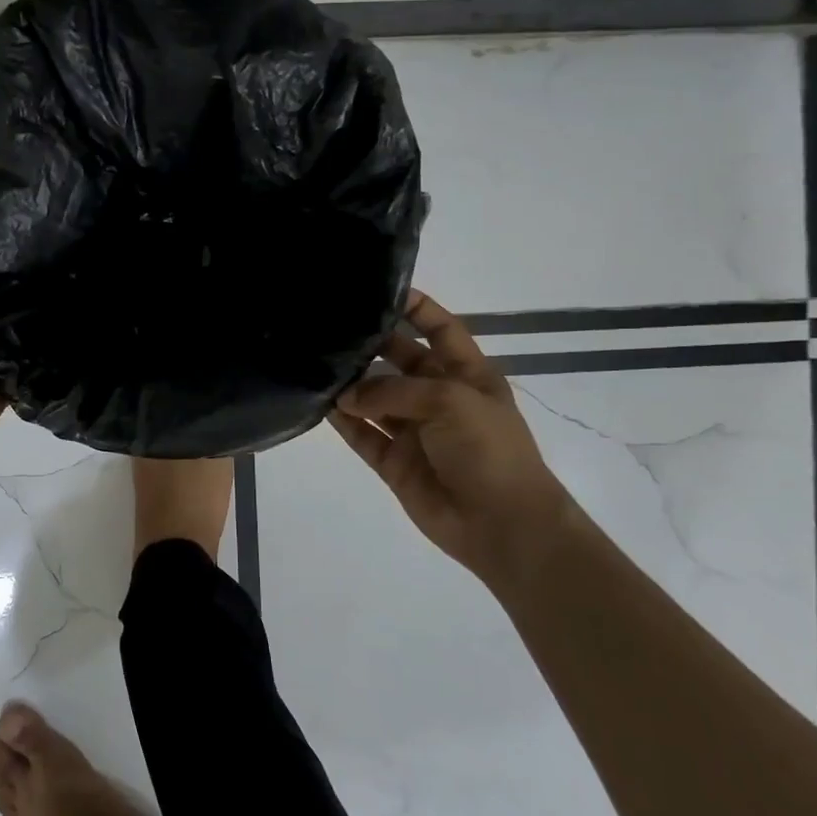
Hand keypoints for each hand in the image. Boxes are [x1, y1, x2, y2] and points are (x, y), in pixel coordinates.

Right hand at [329, 289, 573, 576]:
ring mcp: (413, 430)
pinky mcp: (393, 460)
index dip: (416, 308)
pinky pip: (362, 434)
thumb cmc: (489, 450)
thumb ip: (393, 391)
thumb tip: (344, 395)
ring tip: (315, 361)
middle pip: (400, 360)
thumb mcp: (449, 401)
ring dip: (350, 383)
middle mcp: (437, 397)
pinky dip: (341, 421)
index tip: (380, 291)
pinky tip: (318, 403)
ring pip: (374, 397)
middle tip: (331, 326)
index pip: (440, 329)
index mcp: (467, 374)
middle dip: (372, 344)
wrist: (502, 525)